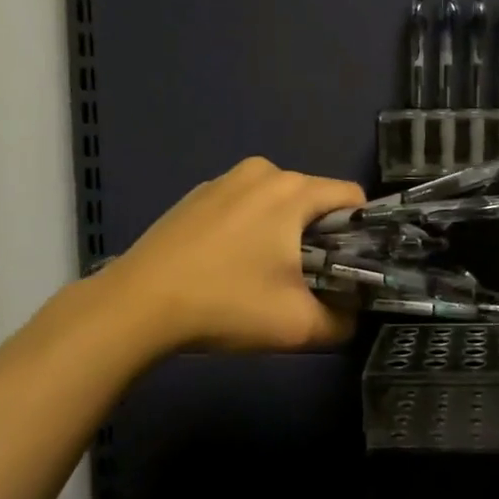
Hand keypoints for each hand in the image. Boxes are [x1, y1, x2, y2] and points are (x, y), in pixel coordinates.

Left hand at [104, 156, 365, 354]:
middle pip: (314, 199)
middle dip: (320, 236)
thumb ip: (343, 322)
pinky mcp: (196, 196)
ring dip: (284, 233)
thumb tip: (352, 318)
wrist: (136, 306)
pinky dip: (250, 229)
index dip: (361, 232)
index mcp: (293, 190)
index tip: (349, 268)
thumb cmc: (226, 304)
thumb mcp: (298, 326)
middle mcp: (262, 172)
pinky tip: (229, 266)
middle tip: (306, 281)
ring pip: (278, 202)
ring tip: (264, 276)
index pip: (352, 197)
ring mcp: (224, 180)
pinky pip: (244, 206)